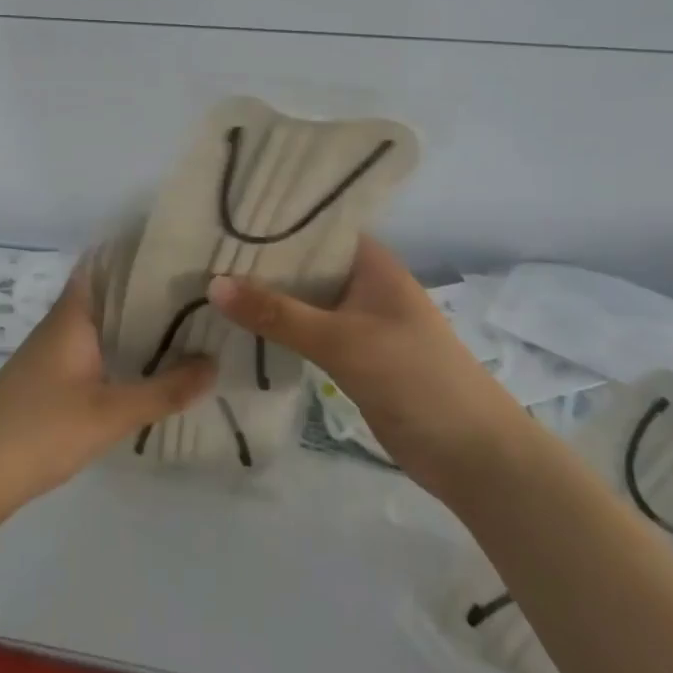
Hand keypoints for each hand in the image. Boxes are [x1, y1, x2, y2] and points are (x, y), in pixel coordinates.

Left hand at [0, 268, 215, 531]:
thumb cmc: (40, 430)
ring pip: (103, 326)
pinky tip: (151, 368)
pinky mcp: (50, 382)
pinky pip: (95, 352)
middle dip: (150, 292)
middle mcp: (62, 325)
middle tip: (203, 290)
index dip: (140, 252)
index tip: (184, 248)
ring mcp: (53, 354)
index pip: (106, 263)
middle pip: (109, 295)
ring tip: (189, 323)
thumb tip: (215, 363)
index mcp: (73, 315)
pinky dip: (123, 352)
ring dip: (138, 324)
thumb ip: (164, 389)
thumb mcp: (110, 412)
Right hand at [206, 237, 519, 484]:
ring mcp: (358, 321)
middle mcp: (363, 283)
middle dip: (258, 261)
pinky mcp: (352, 356)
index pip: (314, 226)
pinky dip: (278, 329)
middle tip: (199, 252)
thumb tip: (213, 283)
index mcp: (371, 262)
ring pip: (302, 299)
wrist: (473, 455)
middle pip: (303, 263)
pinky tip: (238, 327)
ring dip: (265, 297)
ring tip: (206, 284)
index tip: (220, 217)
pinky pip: (306, 332)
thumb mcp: (343, 340)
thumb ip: (279, 313)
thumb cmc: (415, 379)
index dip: (271, 221)